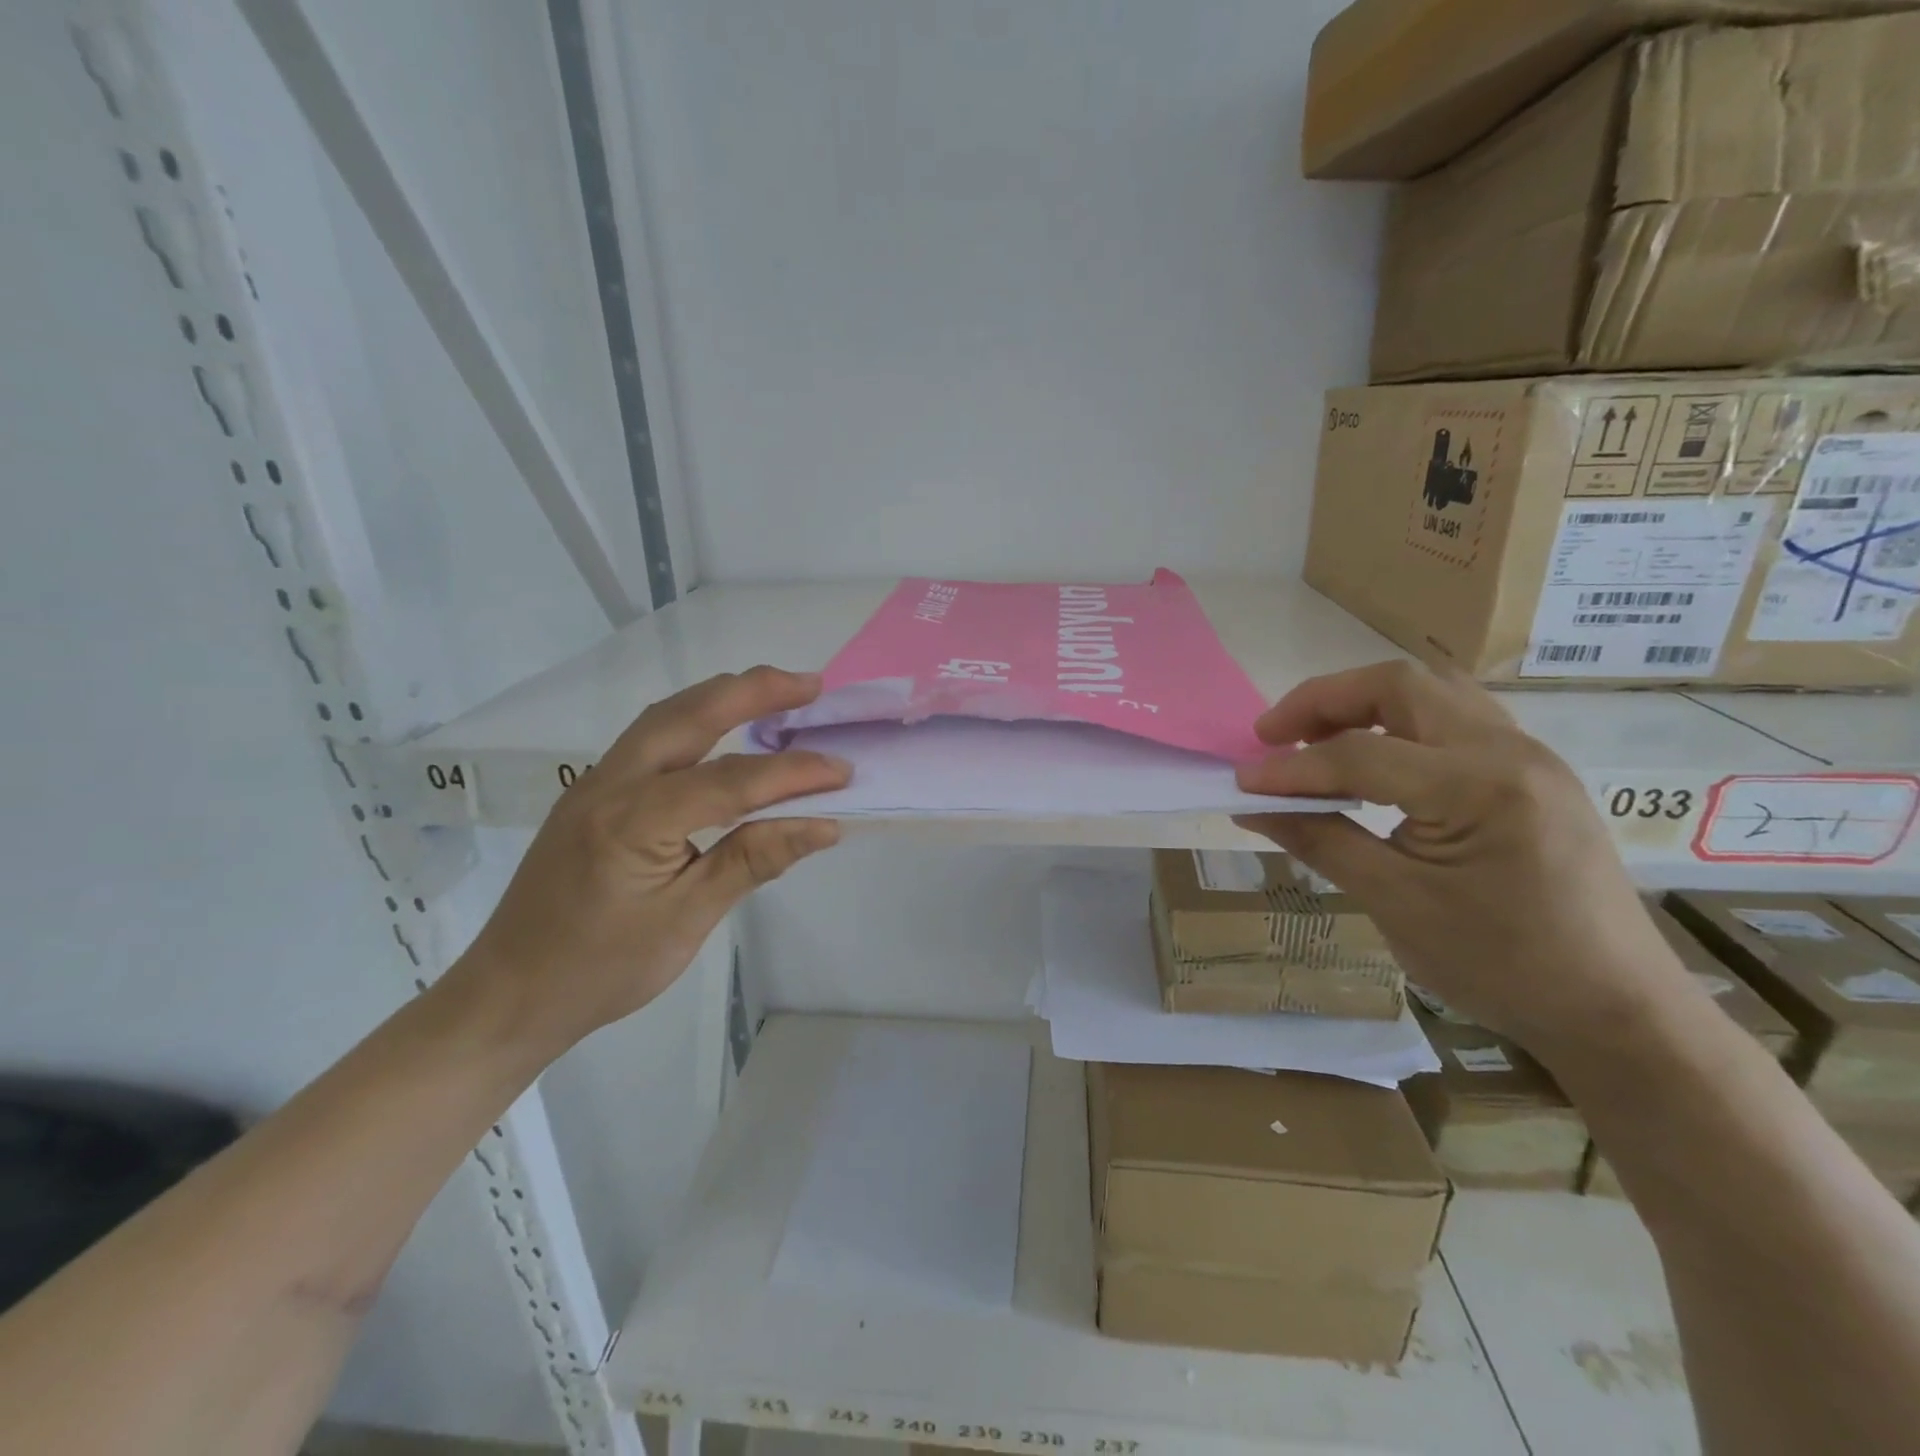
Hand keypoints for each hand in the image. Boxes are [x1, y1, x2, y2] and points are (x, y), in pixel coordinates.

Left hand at [454, 667, 849, 1054]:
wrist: (510, 994)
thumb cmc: (602, 968)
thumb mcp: (687, 920)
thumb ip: (753, 860)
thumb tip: (823, 825)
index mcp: (633, 821)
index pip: (730, 781)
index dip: (792, 773)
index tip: (843, 771)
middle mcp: (610, 784)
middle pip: (688, 715)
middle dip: (753, 691)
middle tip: (810, 684)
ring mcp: (594, 784)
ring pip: (664, 718)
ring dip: (722, 697)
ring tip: (775, 692)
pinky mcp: (592, 794)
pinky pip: (650, 739)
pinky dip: (695, 720)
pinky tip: (722, 730)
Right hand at [1233, 661, 1684, 1055]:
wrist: (1616, 1011)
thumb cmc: (1502, 964)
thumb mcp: (1396, 903)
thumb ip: (1319, 840)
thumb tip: (1253, 806)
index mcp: (1480, 785)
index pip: (1360, 753)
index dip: (1291, 768)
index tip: (1242, 783)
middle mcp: (1510, 751)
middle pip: (1399, 685)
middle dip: (1325, 701)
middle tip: (1274, 736)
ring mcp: (1528, 757)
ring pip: (1431, 693)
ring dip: (1363, 705)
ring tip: (1315, 741)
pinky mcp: (1533, 775)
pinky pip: (1454, 721)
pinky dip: (1399, 725)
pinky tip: (1373, 762)